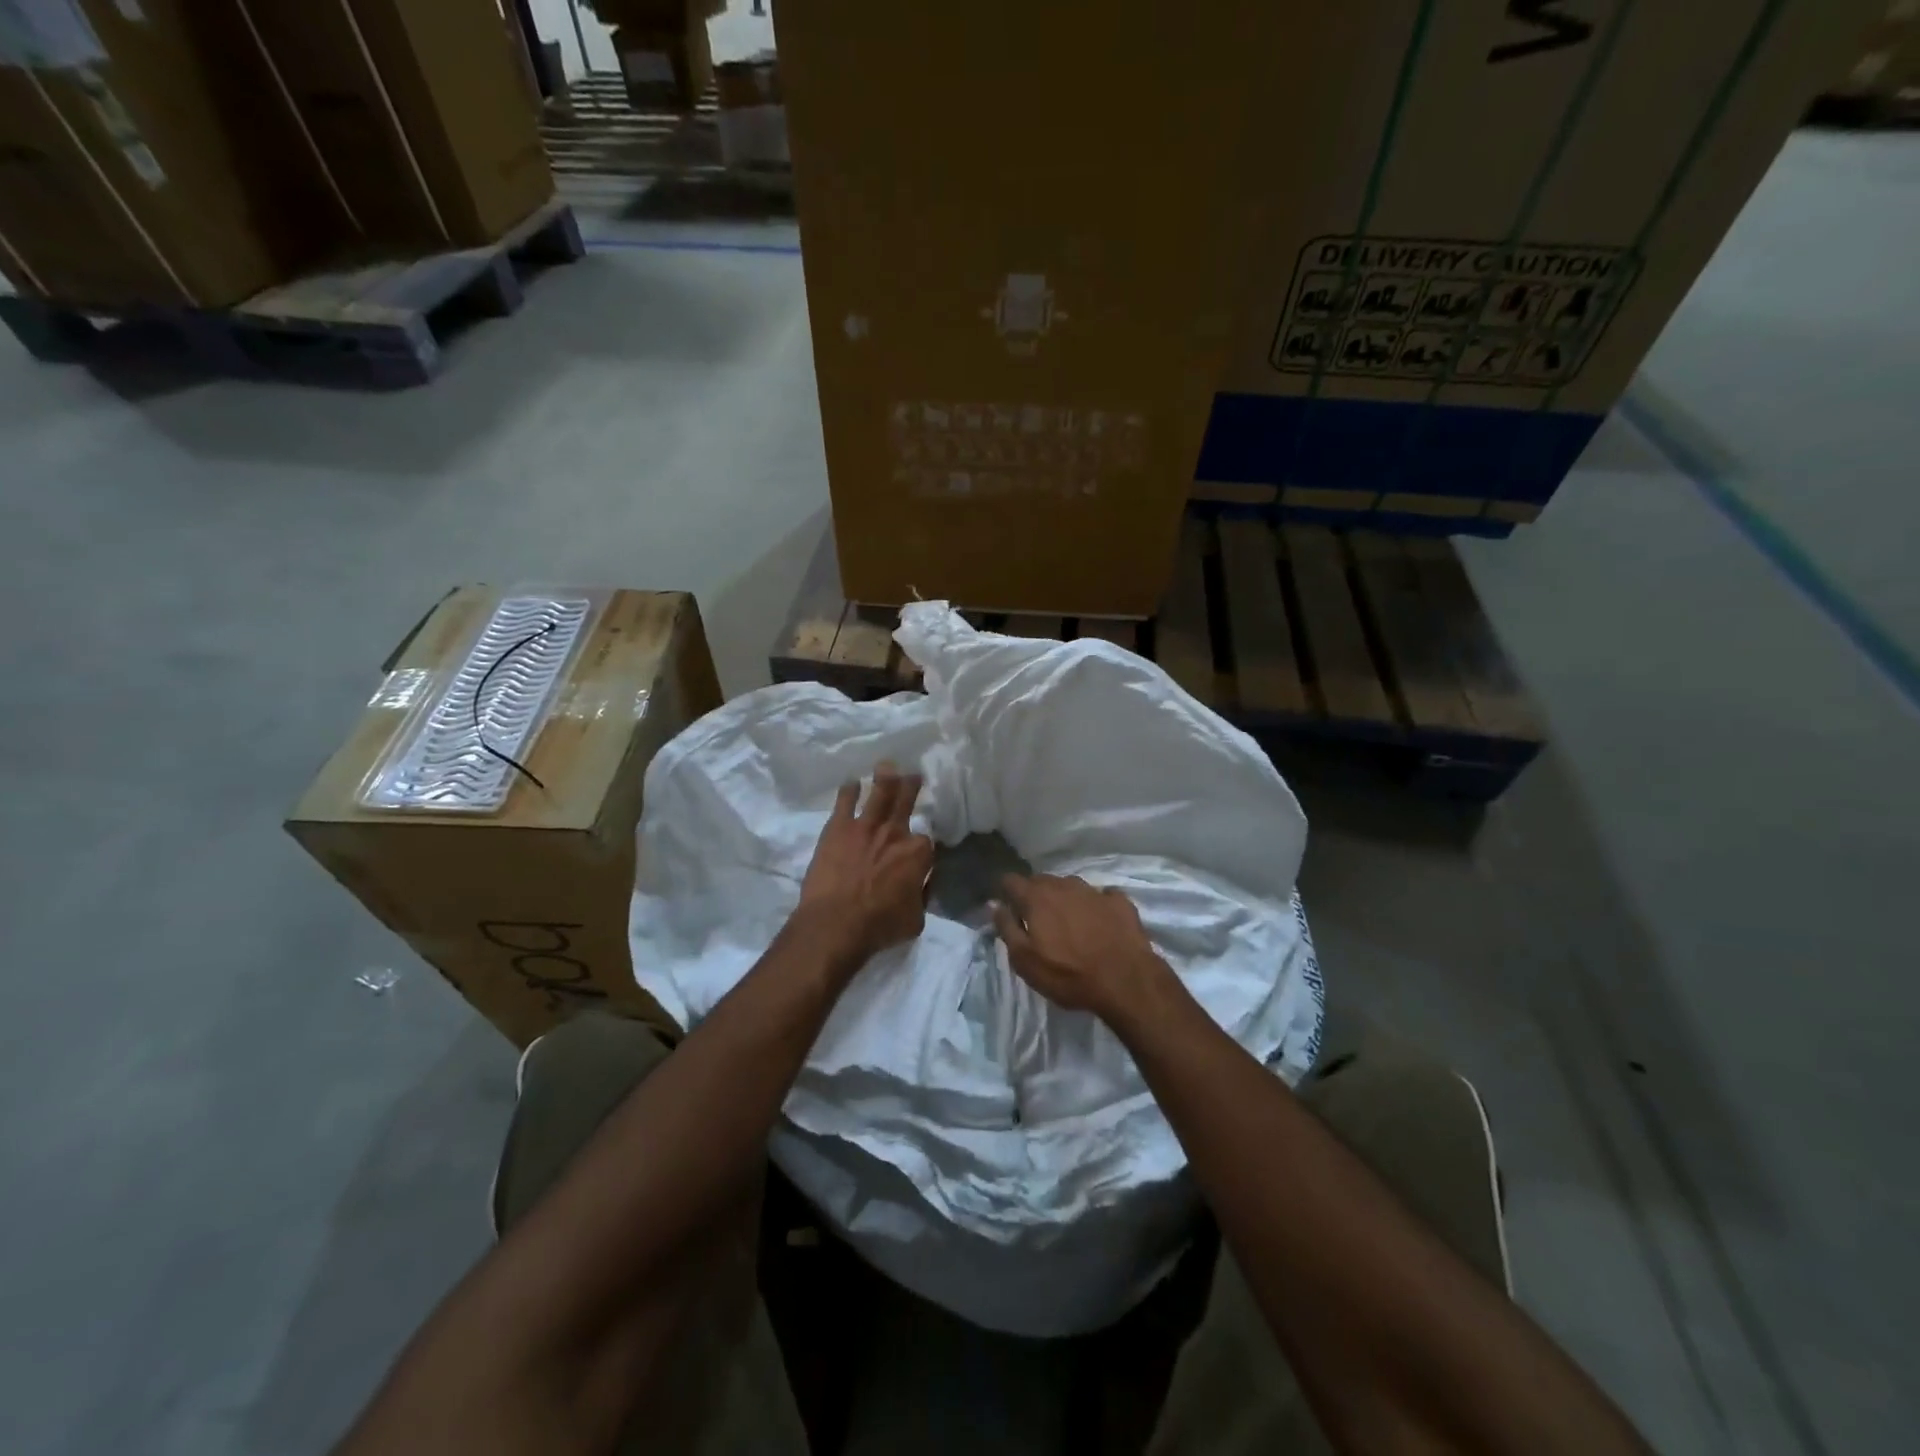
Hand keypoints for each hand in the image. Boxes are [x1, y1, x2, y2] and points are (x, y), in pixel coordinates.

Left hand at [798, 761, 935, 967]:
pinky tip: (851, 782)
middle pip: (906, 801)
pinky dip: (849, 790)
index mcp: (918, 854)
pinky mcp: (837, 827)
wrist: (835, 923)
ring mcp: (865, 826)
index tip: (918, 850)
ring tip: (887, 765)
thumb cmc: (878, 926)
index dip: (922, 846)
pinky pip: (845, 801)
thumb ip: (921, 896)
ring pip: (879, 793)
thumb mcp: (915, 919)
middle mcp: (895, 832)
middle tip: (913, 774)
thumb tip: (921, 885)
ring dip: (885, 777)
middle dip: (911, 786)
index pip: (926, 841)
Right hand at [993, 874, 1176, 1028]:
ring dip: (1064, 899)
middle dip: (1034, 895)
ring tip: (1068, 922)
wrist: (1126, 981)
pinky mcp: (1120, 901)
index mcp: (1037, 897)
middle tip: (1036, 920)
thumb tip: (994, 904)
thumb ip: (1007, 928)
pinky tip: (1099, 921)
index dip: (1005, 891)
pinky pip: (1100, 896)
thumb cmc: (1068, 975)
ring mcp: (1094, 890)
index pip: (1010, 880)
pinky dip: (1095, 905)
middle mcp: (1064, 885)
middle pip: (1040, 881)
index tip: (1007, 907)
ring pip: (1070, 886)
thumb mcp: (1025, 960)